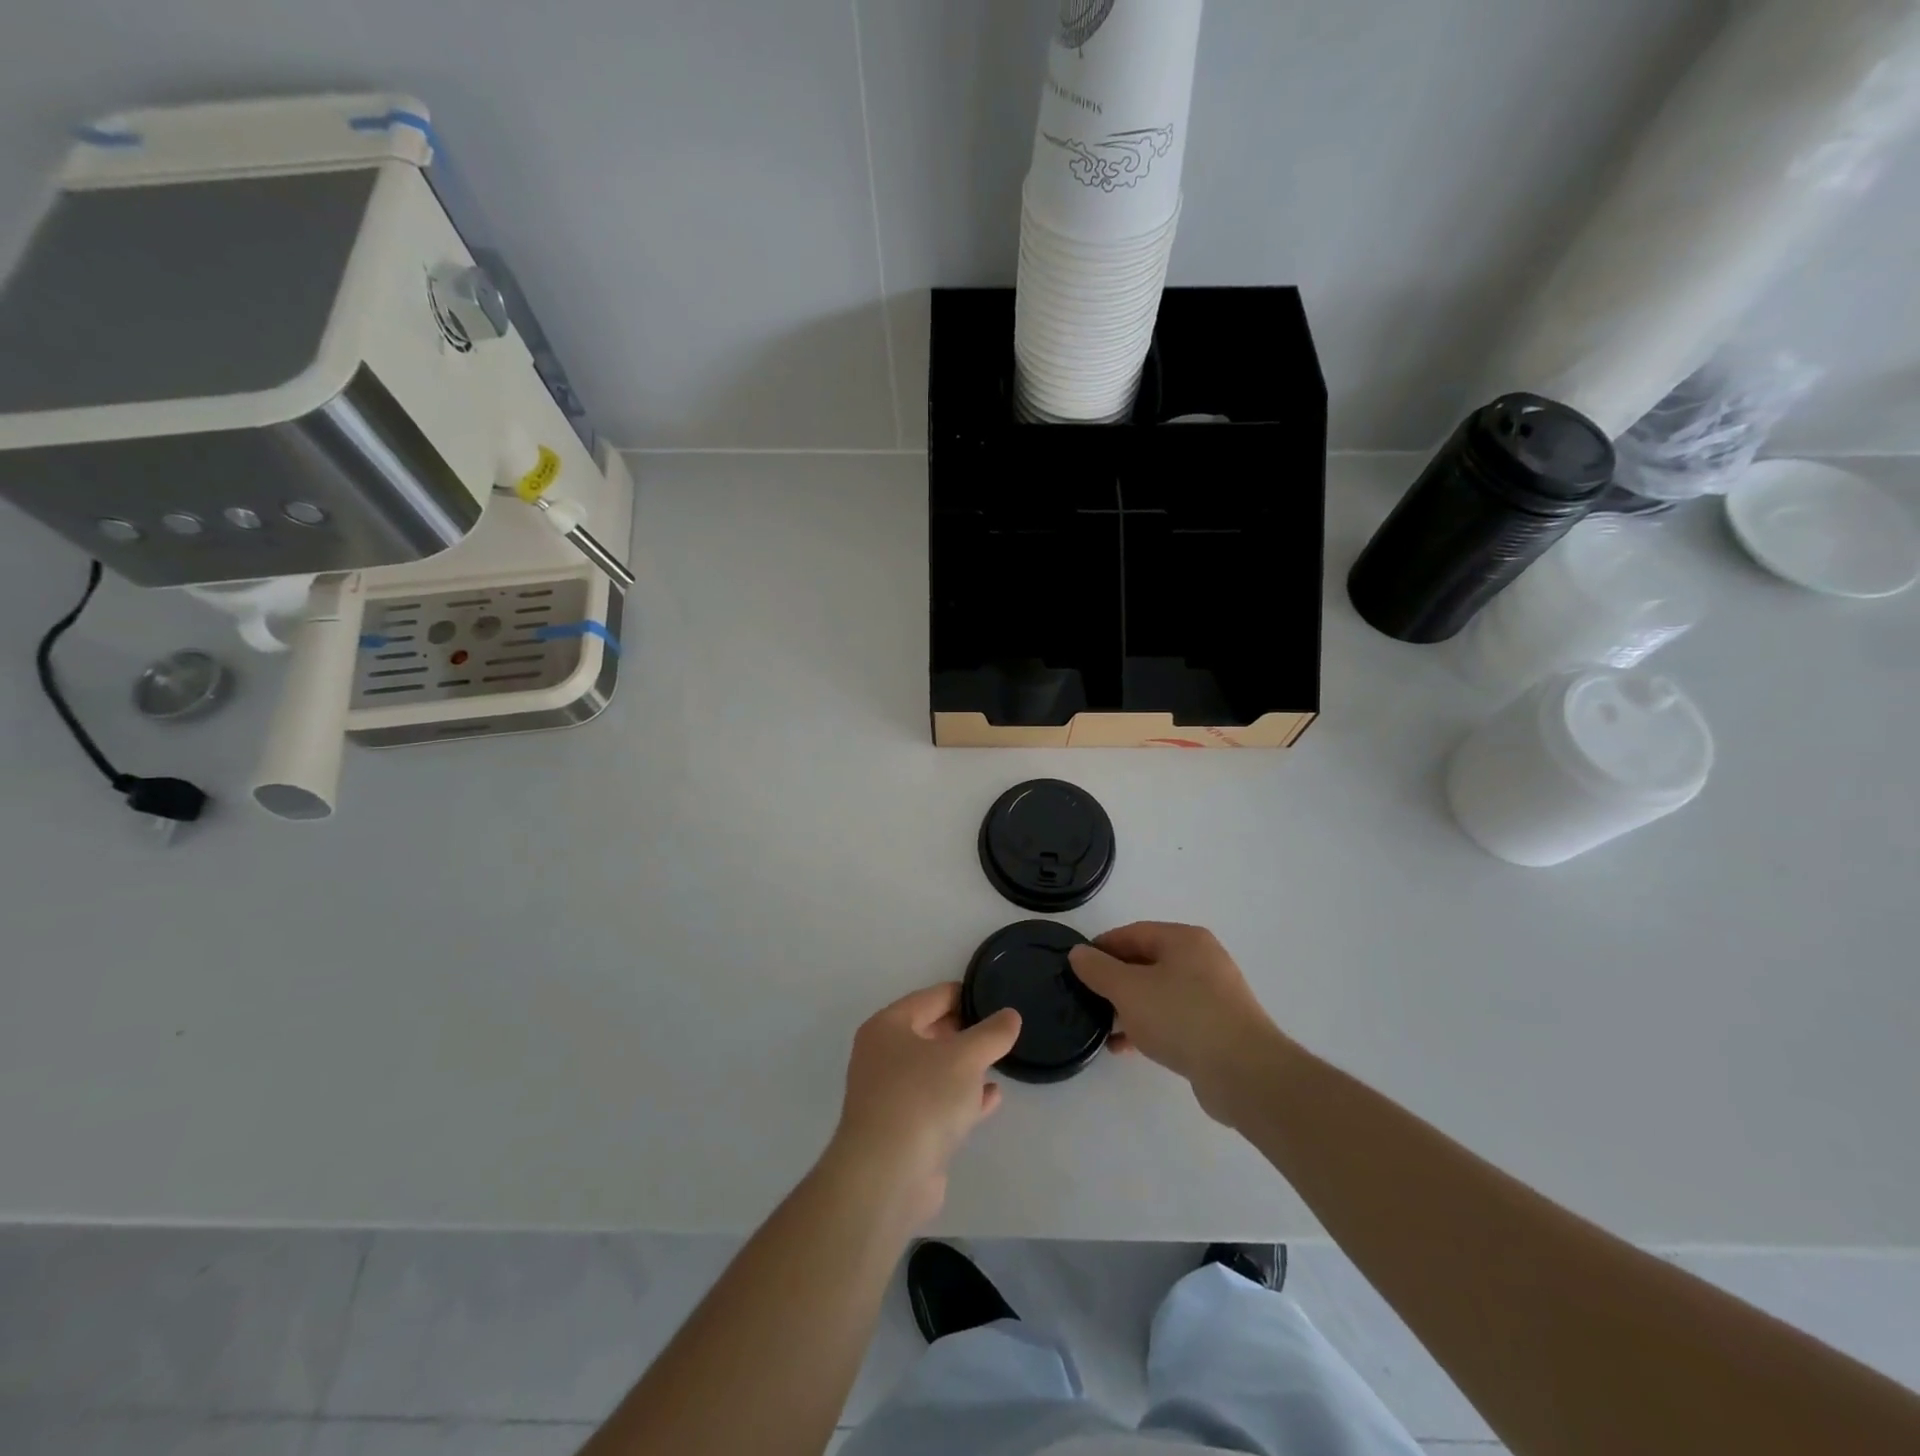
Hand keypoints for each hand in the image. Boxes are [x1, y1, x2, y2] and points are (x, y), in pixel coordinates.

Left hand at [828, 983, 1021, 1226]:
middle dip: (964, 1032)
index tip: (995, 998)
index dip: (964, 995)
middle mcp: (882, 1056)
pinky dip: (962, 1098)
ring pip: (934, 1071)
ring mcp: (890, 1096)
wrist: (887, 1177)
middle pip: (930, 1033)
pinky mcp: (902, 1131)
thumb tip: (1010, 1016)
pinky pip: (937, 1103)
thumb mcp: (965, 1057)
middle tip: (999, 1031)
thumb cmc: (922, 1098)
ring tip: (999, 1061)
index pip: (931, 998)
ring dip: (964, 1067)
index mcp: (888, 1027)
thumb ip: (991, 1034)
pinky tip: (992, 1098)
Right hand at [1068, 923, 1286, 1123]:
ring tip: (1103, 1026)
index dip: (1101, 947)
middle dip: (1115, 980)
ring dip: (1130, 1007)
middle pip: (1147, 961)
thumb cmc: (1182, 1017)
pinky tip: (1127, 1047)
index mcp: (1184, 940)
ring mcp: (1213, 995)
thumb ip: (1098, 969)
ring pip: (1159, 992)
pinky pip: (1174, 1018)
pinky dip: (1149, 1027)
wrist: (1244, 1073)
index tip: (1076, 967)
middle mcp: (1202, 960)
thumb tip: (1078, 953)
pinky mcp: (1218, 1028)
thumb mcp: (1128, 989)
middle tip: (1087, 997)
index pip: (1133, 933)